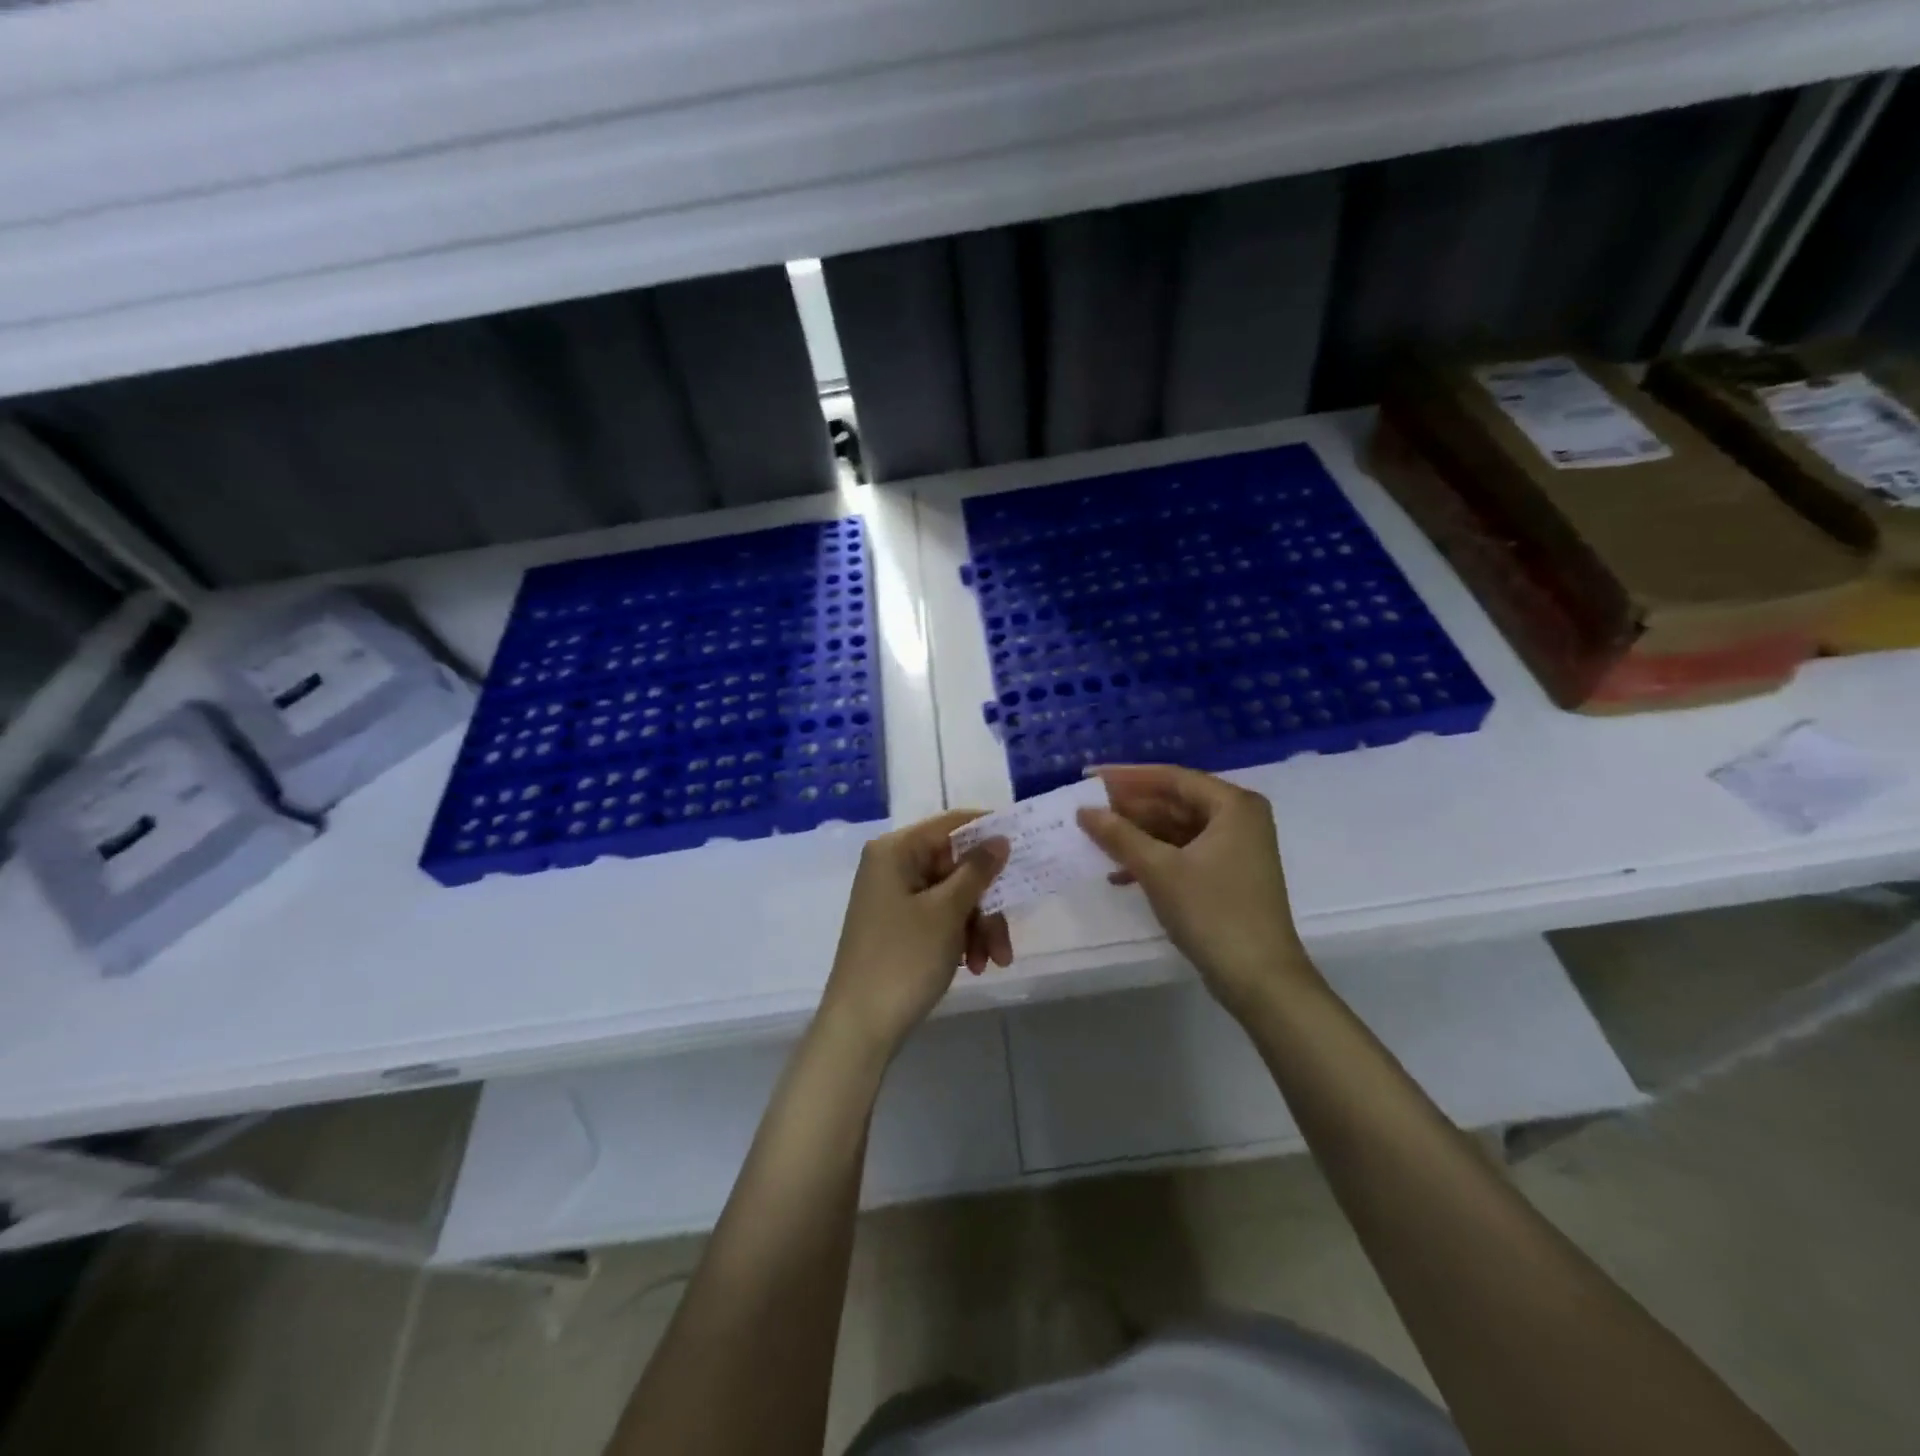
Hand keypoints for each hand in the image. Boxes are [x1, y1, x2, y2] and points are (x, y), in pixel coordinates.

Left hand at [819, 810, 1010, 1057]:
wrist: (860, 1027)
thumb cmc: (903, 958)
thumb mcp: (947, 912)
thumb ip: (977, 871)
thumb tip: (1000, 837)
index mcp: (895, 851)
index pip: (951, 824)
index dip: (989, 833)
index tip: (1027, 845)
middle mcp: (892, 866)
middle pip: (957, 866)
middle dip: (987, 900)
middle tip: (1006, 932)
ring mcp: (895, 898)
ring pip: (954, 896)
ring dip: (979, 926)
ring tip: (993, 962)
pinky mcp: (900, 926)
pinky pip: (941, 918)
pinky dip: (961, 938)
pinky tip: (975, 967)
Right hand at [1077, 765, 1317, 1017]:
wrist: (1260, 979)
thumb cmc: (1212, 912)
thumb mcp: (1159, 870)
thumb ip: (1119, 835)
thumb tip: (1084, 810)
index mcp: (1233, 805)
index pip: (1171, 778)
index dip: (1127, 777)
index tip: (1090, 778)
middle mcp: (1239, 818)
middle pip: (1175, 802)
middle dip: (1130, 809)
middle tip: (1088, 811)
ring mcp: (1236, 848)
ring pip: (1177, 829)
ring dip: (1138, 836)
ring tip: (1097, 841)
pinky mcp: (1228, 875)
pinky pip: (1184, 852)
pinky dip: (1154, 859)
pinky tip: (1120, 874)